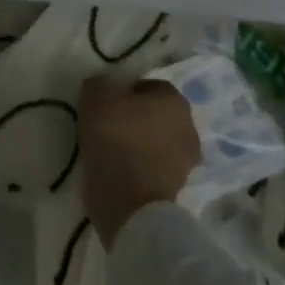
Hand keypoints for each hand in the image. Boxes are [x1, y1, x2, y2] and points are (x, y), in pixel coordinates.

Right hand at [78, 77, 200, 248]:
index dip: (124, 92)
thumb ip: (100, 84)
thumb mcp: (95, 96)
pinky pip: (154, 166)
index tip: (105, 104)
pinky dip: (140, 165)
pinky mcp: (178, 187)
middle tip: (107, 125)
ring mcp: (187, 160)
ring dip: (139, 143)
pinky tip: (119, 169)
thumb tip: (105, 88)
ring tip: (111, 149)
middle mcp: (189, 126)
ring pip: (157, 141)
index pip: (149, 86)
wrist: (128, 200)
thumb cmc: (115, 138)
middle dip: (136, 117)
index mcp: (175, 100)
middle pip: (156, 114)